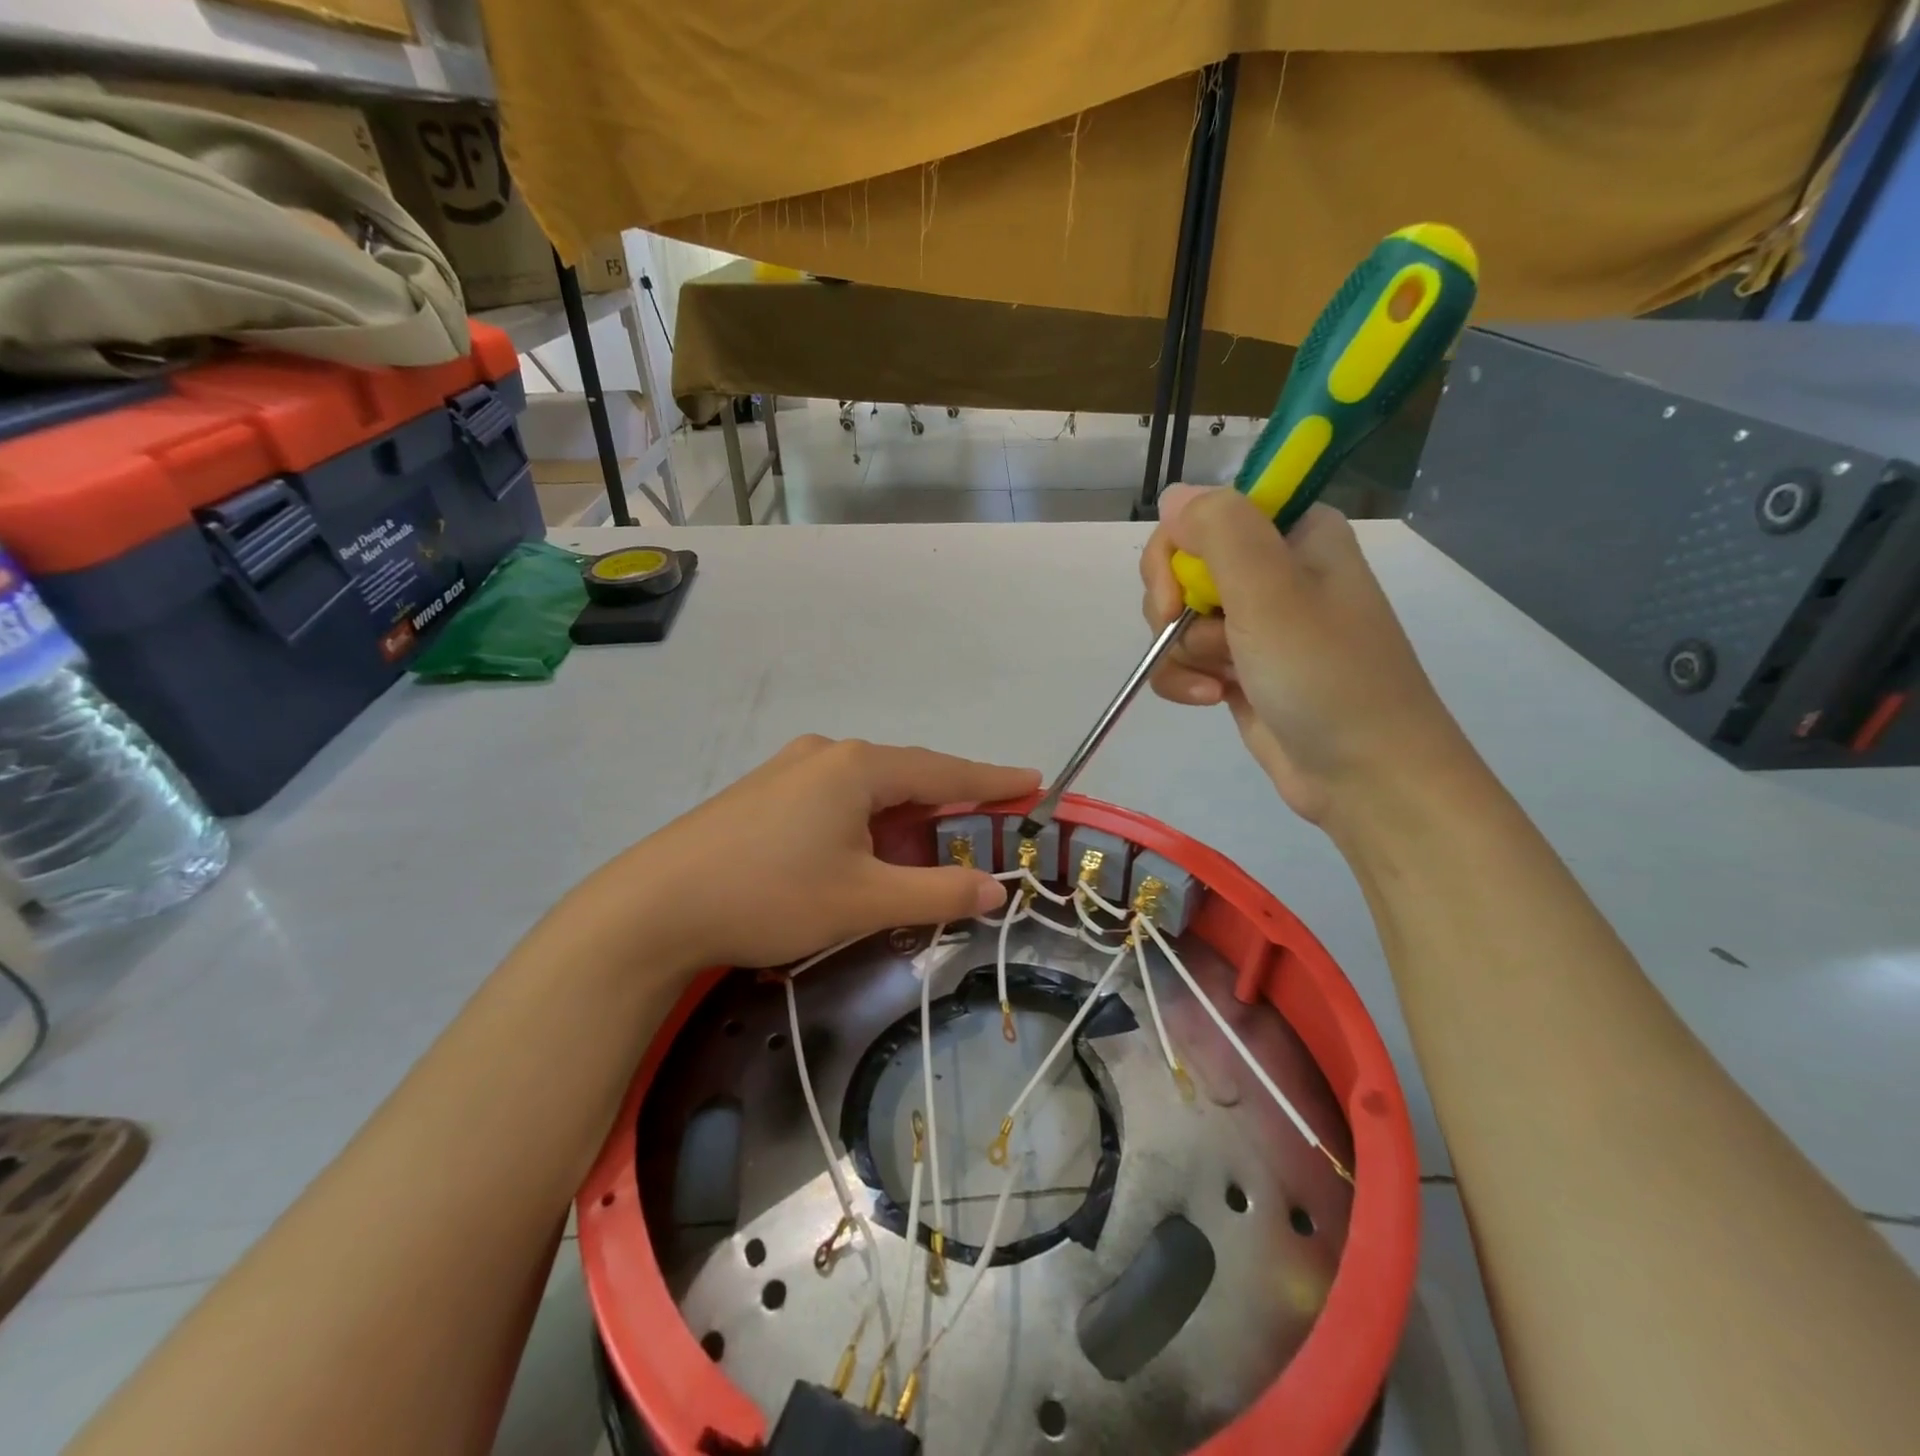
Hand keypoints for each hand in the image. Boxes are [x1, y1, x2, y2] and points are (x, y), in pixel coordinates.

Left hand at [584, 737, 1036, 971]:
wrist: (652, 907)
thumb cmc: (770, 896)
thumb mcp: (864, 901)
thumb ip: (937, 892)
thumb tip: (996, 889)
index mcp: (859, 768)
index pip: (945, 772)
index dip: (992, 781)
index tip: (1032, 780)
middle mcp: (828, 755)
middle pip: (907, 776)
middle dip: (948, 803)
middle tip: (985, 826)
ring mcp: (789, 770)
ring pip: (868, 789)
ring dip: (903, 817)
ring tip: (928, 847)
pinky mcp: (762, 793)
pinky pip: (835, 798)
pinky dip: (866, 821)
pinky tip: (862, 849)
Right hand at [1139, 484, 1470, 825]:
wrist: (1365, 775)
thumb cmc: (1326, 676)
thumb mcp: (1272, 592)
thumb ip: (1220, 530)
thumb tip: (1173, 495)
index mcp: (1293, 533)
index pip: (1204, 513)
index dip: (1178, 551)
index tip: (1180, 593)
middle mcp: (1273, 570)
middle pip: (1180, 566)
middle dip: (1176, 609)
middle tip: (1209, 640)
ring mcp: (1254, 622)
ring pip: (1176, 617)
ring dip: (1183, 653)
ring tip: (1222, 681)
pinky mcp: (1239, 667)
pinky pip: (1183, 658)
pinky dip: (1186, 680)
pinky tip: (1213, 699)